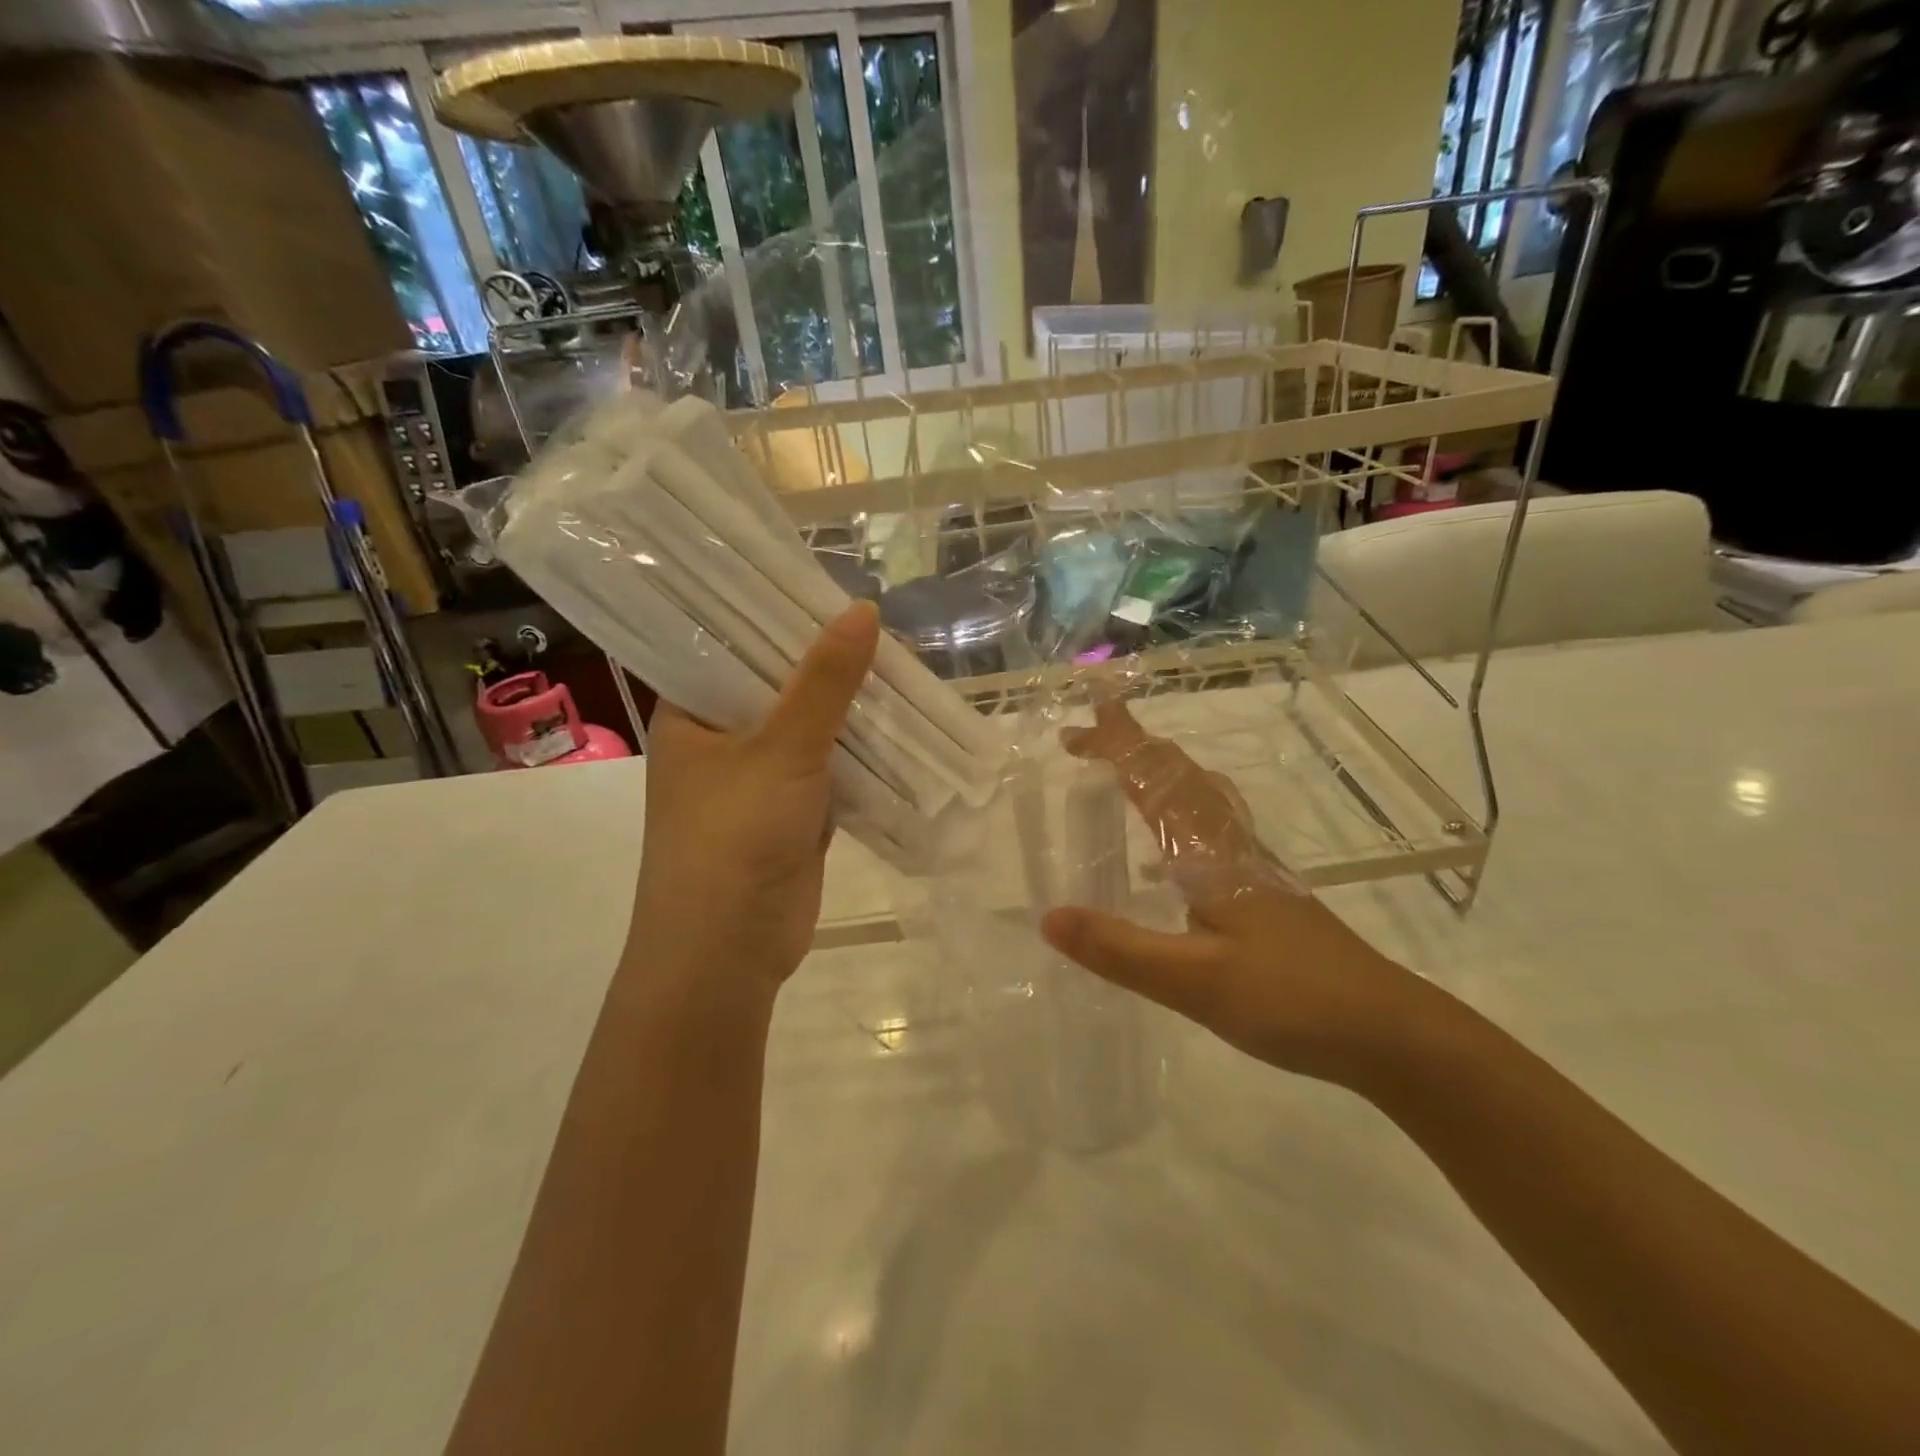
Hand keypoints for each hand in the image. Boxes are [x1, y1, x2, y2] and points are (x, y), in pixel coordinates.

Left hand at [627, 601, 880, 999]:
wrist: (728, 952)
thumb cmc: (734, 836)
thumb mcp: (782, 748)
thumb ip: (825, 682)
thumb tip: (865, 610)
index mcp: (690, 713)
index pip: (729, 644)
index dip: (774, 615)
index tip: (824, 586)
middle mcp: (719, 739)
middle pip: (777, 685)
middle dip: (826, 664)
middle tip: (879, 624)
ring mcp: (756, 779)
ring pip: (809, 729)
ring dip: (848, 710)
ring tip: (898, 665)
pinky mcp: (790, 813)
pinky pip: (829, 769)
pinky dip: (859, 753)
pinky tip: (898, 725)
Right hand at [1040, 700, 1451, 1087]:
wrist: (1388, 1031)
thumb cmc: (1290, 999)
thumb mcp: (1194, 981)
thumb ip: (1119, 949)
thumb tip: (1048, 917)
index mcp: (1211, 853)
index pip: (1155, 782)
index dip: (1115, 748)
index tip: (1072, 729)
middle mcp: (1232, 846)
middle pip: (1180, 775)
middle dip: (1133, 747)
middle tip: (1089, 735)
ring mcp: (1252, 867)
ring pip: (1201, 798)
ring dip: (1158, 774)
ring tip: (1123, 773)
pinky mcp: (1264, 892)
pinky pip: (1210, 831)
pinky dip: (1177, 816)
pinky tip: (1161, 860)